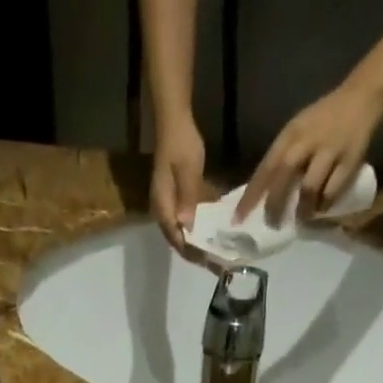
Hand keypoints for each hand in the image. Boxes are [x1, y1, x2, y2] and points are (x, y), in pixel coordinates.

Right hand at [150, 117, 206, 253]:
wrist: (173, 119)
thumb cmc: (180, 143)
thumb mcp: (187, 169)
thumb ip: (188, 197)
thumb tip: (188, 225)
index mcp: (163, 208)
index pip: (177, 239)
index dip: (193, 253)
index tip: (211, 262)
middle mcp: (164, 212)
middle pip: (180, 240)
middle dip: (199, 252)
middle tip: (219, 262)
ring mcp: (170, 206)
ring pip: (185, 232)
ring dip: (201, 242)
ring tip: (219, 251)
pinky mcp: (177, 199)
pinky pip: (189, 220)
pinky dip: (201, 228)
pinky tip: (215, 231)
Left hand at [236, 79, 382, 225]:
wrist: (362, 96)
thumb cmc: (323, 120)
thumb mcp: (298, 131)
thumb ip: (282, 158)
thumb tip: (264, 194)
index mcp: (291, 133)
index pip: (266, 167)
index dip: (251, 195)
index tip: (238, 219)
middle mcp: (308, 139)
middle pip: (284, 175)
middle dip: (275, 204)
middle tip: (272, 223)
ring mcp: (329, 149)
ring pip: (309, 186)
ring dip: (302, 208)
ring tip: (300, 218)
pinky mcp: (349, 159)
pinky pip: (332, 190)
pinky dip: (324, 204)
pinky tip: (321, 209)